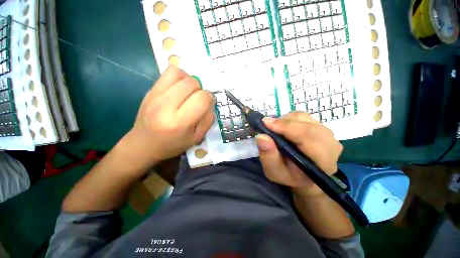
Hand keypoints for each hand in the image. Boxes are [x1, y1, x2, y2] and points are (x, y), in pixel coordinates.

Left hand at [123, 66, 214, 167]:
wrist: (143, 144)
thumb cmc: (173, 145)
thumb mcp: (196, 138)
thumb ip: (208, 119)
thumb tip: (210, 102)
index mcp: (179, 122)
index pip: (202, 99)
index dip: (209, 99)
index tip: (208, 104)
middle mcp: (166, 106)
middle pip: (192, 83)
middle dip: (201, 90)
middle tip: (197, 100)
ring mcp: (155, 95)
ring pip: (180, 74)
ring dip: (190, 81)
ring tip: (189, 92)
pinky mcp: (150, 90)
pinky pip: (169, 72)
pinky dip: (179, 77)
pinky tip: (179, 88)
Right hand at [255, 112, 342, 195]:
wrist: (304, 176)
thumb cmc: (289, 176)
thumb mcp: (274, 172)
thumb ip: (268, 156)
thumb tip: (261, 136)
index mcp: (322, 160)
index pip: (307, 135)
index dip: (286, 127)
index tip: (266, 123)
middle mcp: (330, 144)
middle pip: (306, 124)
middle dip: (283, 123)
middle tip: (267, 126)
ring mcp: (327, 134)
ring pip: (303, 118)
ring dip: (285, 121)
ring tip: (275, 129)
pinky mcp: (321, 127)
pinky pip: (303, 117)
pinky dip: (290, 119)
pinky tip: (284, 128)